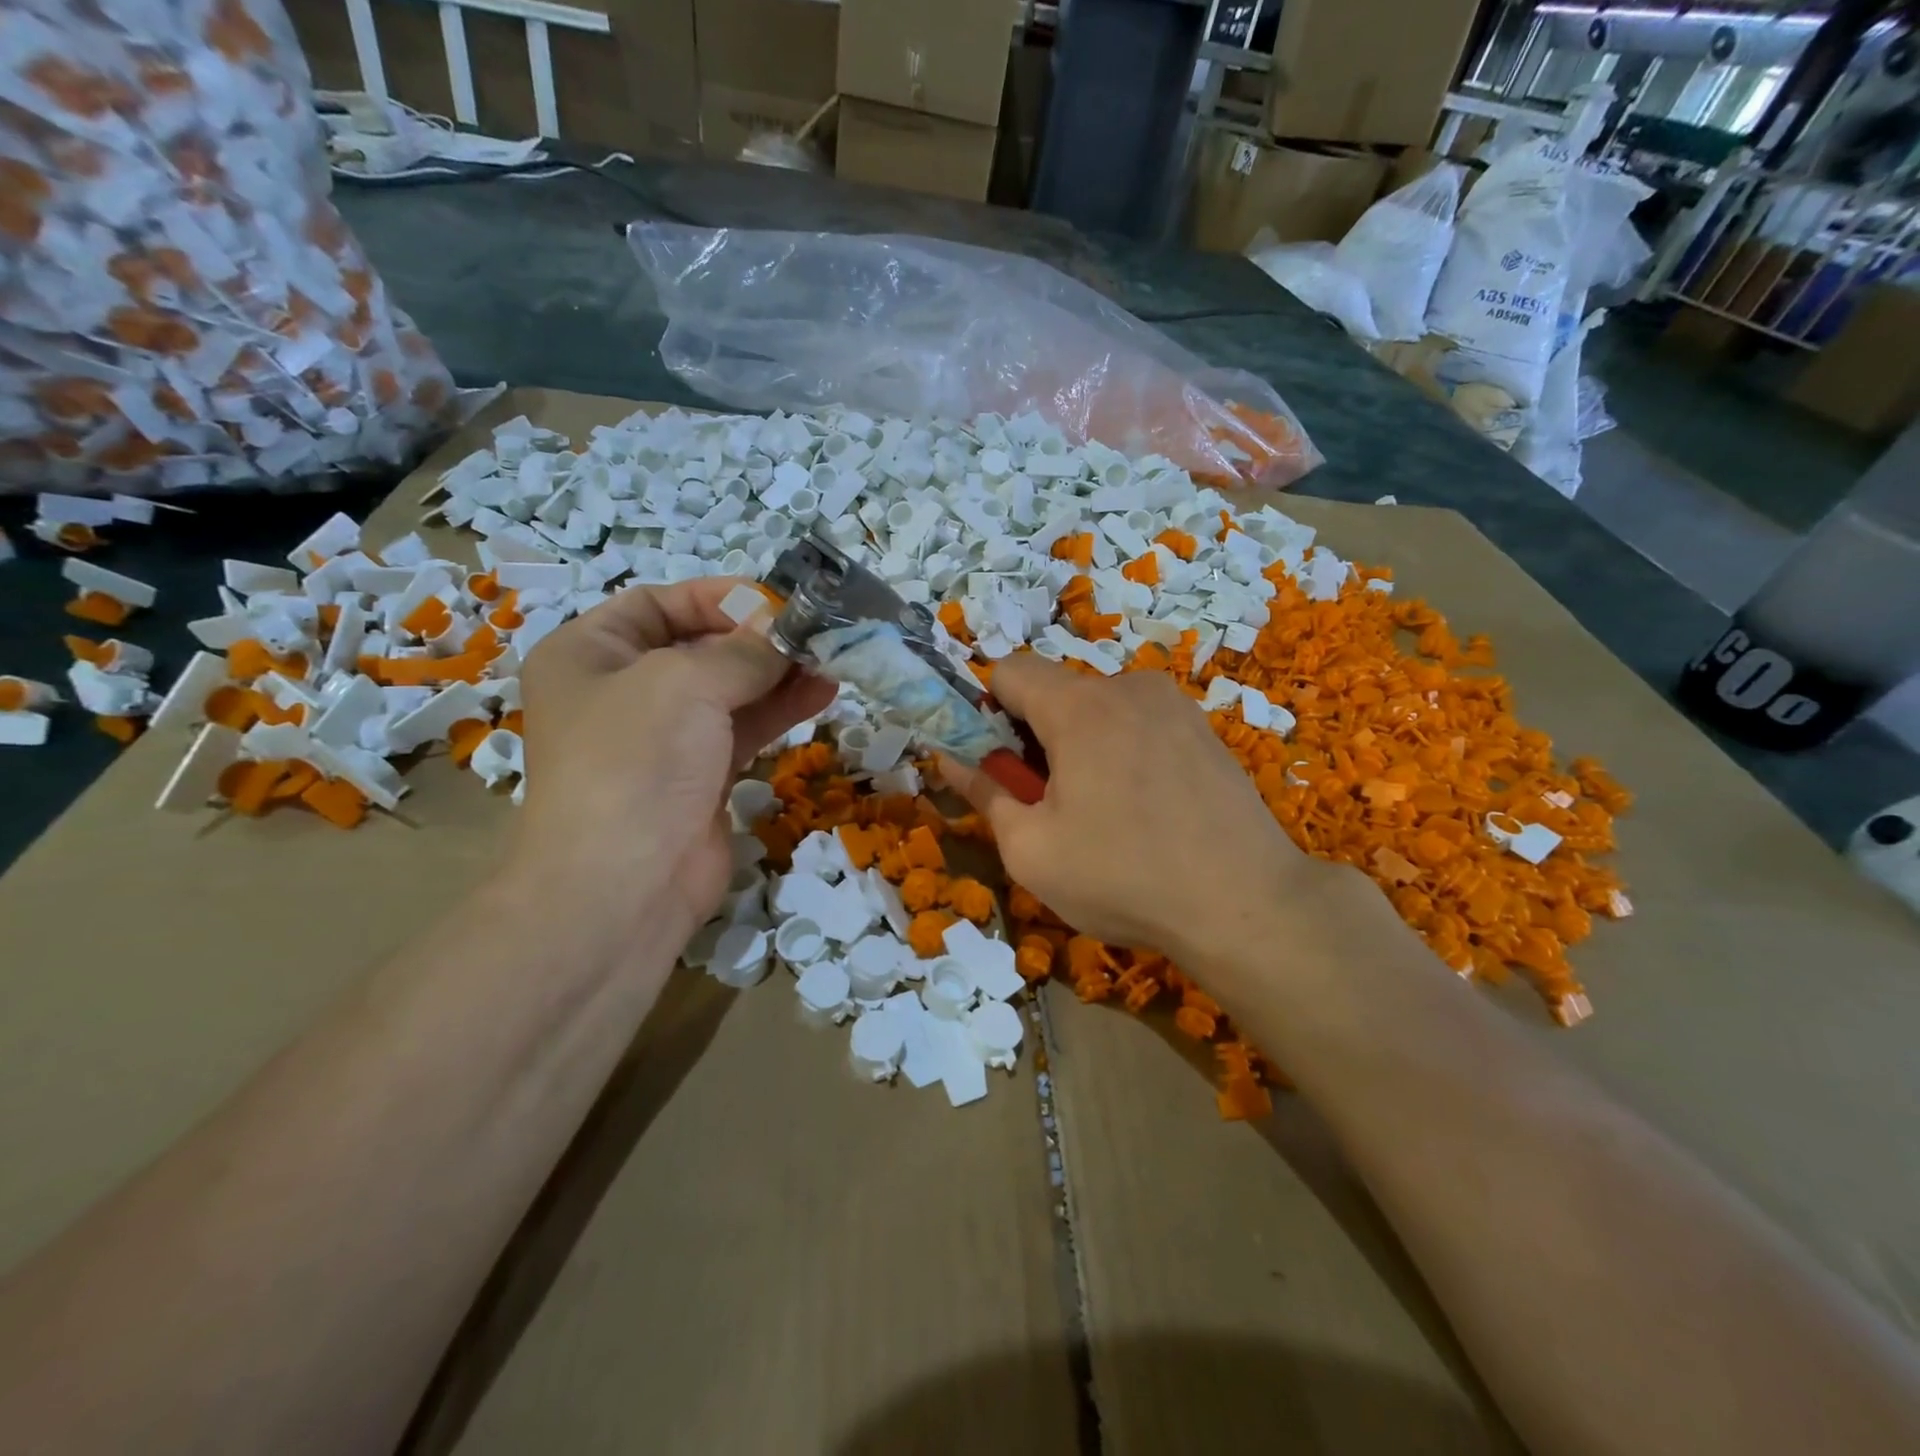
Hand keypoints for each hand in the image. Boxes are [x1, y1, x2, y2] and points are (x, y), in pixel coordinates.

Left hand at [512, 579, 834, 962]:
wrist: (623, 885)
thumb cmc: (636, 762)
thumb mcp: (686, 683)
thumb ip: (744, 650)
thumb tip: (788, 632)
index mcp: (590, 653)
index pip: (658, 603)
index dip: (718, 597)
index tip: (778, 601)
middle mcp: (623, 690)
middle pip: (700, 646)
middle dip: (759, 637)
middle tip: (817, 632)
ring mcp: (663, 738)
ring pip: (729, 690)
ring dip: (779, 673)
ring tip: (832, 660)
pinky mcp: (699, 776)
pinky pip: (743, 728)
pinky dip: (780, 709)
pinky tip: (822, 693)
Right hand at [940, 654, 1319, 967]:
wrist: (1248, 905)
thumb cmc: (1124, 878)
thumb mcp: (1031, 850)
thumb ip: (983, 793)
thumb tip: (947, 759)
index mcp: (1079, 707)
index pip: (1009, 669)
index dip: (988, 710)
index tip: (1001, 764)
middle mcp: (1128, 687)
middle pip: (1056, 691)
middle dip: (1037, 736)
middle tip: (1051, 802)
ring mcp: (1174, 704)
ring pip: (1099, 708)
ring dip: (1081, 745)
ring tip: (1104, 812)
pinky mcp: (1203, 728)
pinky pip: (1139, 722)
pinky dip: (1122, 750)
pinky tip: (1146, 808)